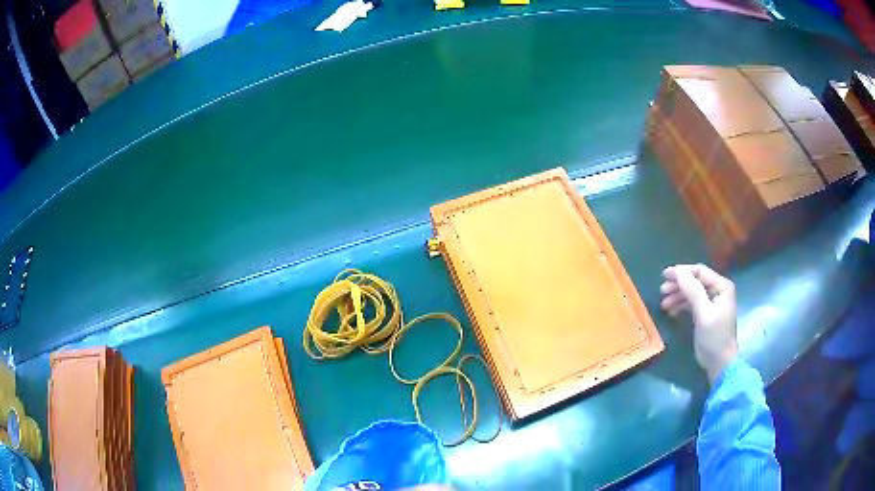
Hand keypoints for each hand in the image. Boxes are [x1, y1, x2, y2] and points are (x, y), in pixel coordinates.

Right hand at [660, 264, 737, 384]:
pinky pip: (692, 303)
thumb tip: (678, 272)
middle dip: (678, 285)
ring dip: (677, 295)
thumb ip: (692, 291)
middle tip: (662, 291)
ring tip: (664, 304)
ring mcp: (712, 302)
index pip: (700, 271)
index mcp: (721, 286)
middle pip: (695, 281)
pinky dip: (681, 305)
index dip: (682, 271)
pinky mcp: (706, 314)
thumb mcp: (703, 313)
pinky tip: (671, 311)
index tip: (664, 276)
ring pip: (692, 292)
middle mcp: (718, 290)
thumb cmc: (714, 337)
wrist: (720, 363)